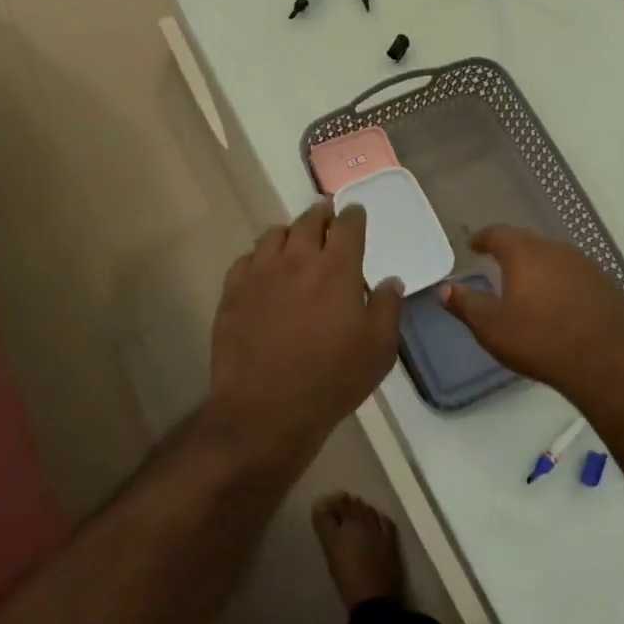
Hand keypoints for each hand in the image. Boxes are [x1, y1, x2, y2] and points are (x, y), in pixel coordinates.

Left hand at [208, 201, 403, 465]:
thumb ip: (388, 308)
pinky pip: (247, 259)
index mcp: (337, 268)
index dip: (354, 215)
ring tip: (295, 242)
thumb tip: (391, 281)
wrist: (265, 410)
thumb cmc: (331, 379)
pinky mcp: (233, 291)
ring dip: (290, 233)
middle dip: (322, 215)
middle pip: (309, 220)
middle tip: (327, 219)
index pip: (348, 225)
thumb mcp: (379, 349)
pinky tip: (264, 271)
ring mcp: (261, 272)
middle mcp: (298, 258)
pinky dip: (260, 258)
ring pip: (275, 234)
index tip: (356, 213)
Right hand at [440, 225, 623, 400]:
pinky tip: (562, 303)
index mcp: (525, 253)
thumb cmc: (541, 340)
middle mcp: (556, 249)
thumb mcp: (492, 327)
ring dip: (540, 265)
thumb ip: (465, 304)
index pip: (498, 233)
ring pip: (555, 256)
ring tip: (529, 284)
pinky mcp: (607, 284)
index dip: (483, 238)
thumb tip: (444, 288)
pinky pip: (577, 274)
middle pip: (528, 240)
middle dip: (511, 249)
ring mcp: (586, 264)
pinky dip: (564, 281)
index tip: (474, 246)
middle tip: (498, 263)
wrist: (608, 362)